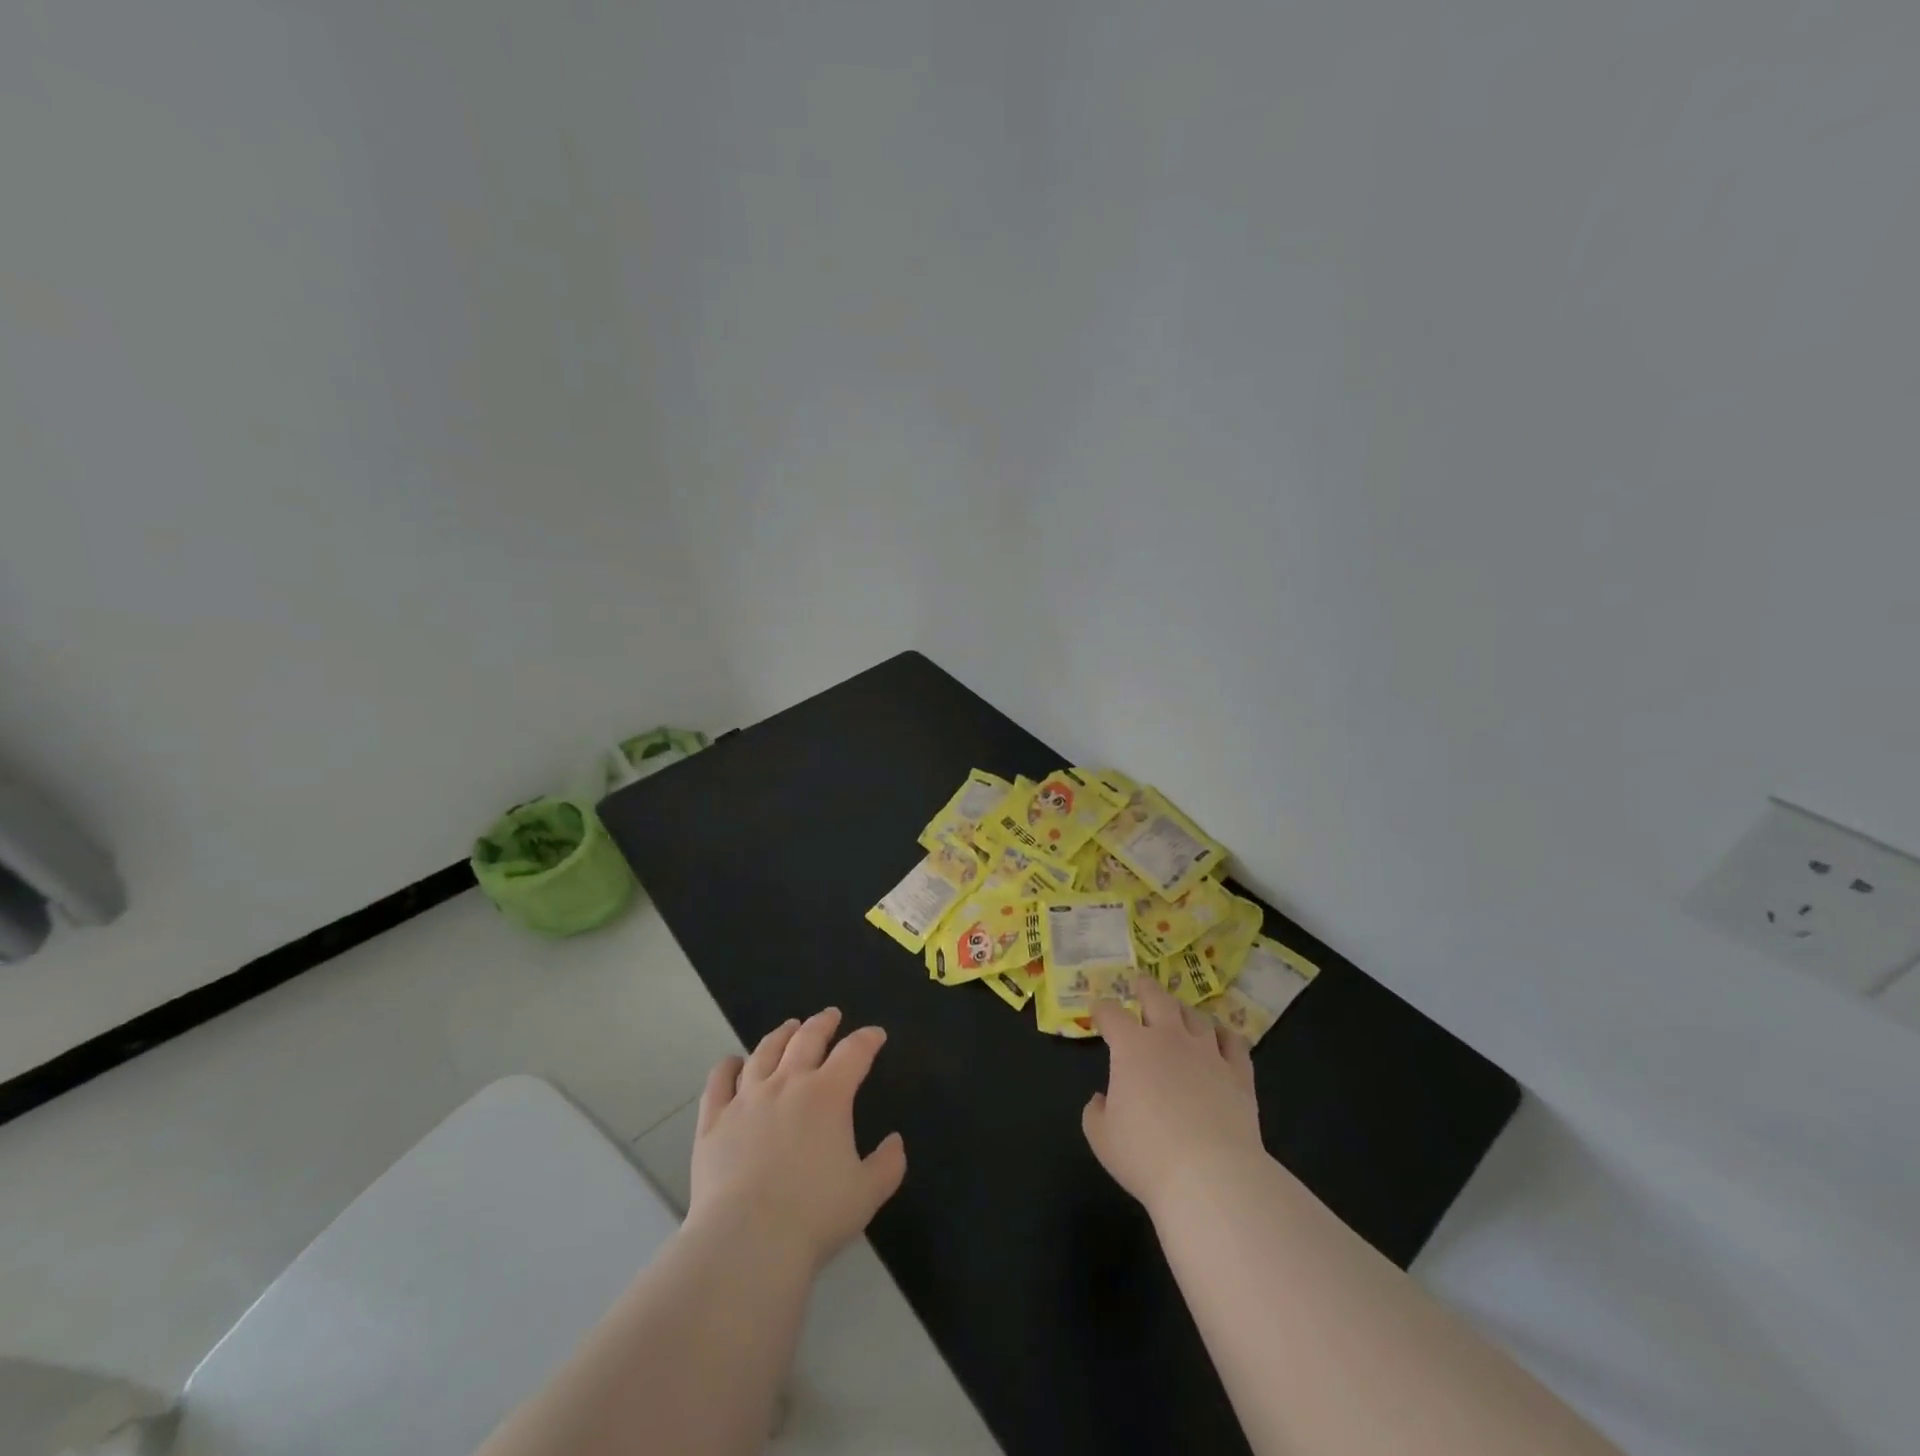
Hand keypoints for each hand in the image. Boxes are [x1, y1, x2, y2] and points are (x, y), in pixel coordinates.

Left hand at [689, 1008, 906, 1270]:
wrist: (747, 1240)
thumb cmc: (814, 1215)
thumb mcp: (867, 1193)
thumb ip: (887, 1164)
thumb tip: (895, 1142)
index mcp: (828, 1094)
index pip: (854, 1052)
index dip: (868, 1039)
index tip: (876, 1034)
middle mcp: (788, 1084)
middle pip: (807, 1038)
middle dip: (823, 1023)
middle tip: (830, 1016)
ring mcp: (747, 1098)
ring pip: (764, 1051)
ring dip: (780, 1035)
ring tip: (789, 1028)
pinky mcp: (714, 1120)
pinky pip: (719, 1081)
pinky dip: (728, 1066)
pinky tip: (733, 1063)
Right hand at [1084, 977, 1263, 1214]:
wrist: (1211, 1177)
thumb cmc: (1146, 1156)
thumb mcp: (1102, 1138)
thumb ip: (1096, 1112)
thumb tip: (1102, 1099)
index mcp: (1132, 1047)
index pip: (1112, 1014)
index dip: (1102, 1009)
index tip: (1098, 1011)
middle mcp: (1170, 1038)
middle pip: (1157, 998)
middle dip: (1145, 987)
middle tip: (1140, 984)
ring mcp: (1208, 1052)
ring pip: (1196, 1016)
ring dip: (1184, 1012)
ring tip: (1180, 1014)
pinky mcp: (1239, 1073)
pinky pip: (1233, 1042)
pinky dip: (1224, 1036)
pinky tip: (1221, 1039)